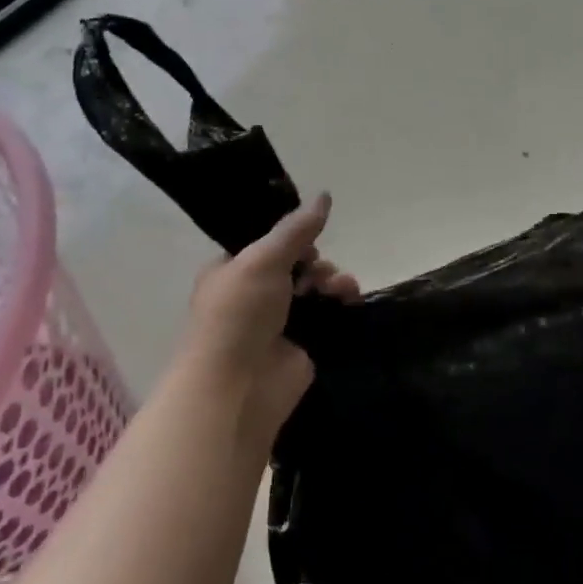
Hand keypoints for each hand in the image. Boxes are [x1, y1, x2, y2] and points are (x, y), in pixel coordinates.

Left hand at [181, 193, 358, 445]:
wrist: (237, 388)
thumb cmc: (239, 314)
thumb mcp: (263, 259)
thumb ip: (297, 228)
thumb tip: (325, 195)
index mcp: (232, 270)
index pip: (266, 243)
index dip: (291, 236)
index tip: (307, 236)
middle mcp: (254, 294)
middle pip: (298, 263)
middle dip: (316, 261)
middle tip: (318, 270)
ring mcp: (279, 322)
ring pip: (316, 288)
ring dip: (332, 280)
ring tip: (339, 288)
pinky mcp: (303, 344)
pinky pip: (329, 314)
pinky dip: (342, 303)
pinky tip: (350, 299)